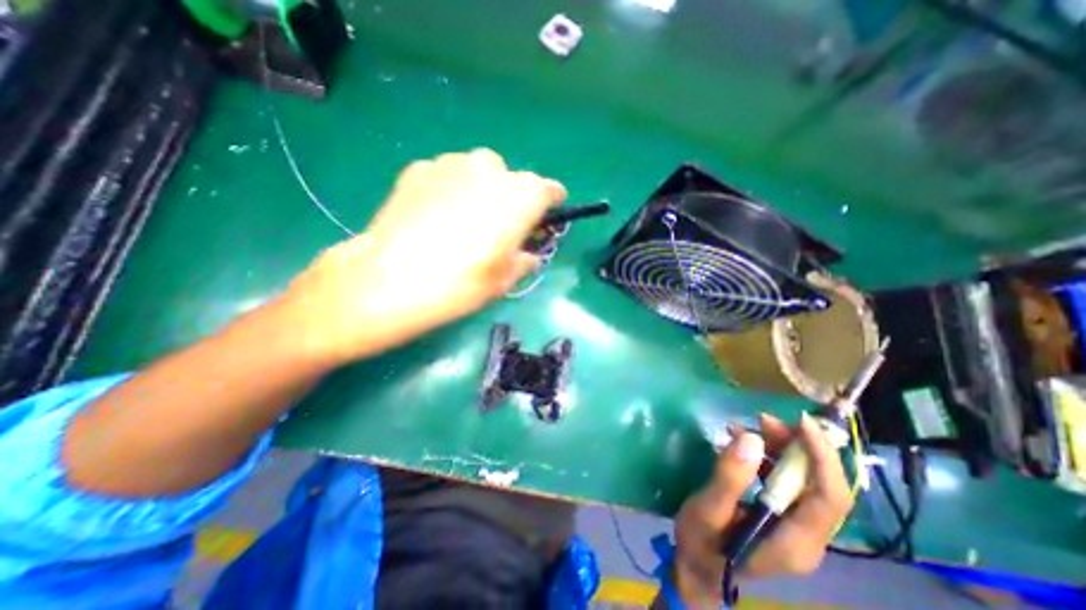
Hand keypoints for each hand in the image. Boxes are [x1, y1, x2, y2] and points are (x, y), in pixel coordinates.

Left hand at [278, 150, 564, 364]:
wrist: (391, 280)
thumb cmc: (460, 284)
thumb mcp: (504, 280)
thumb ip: (524, 260)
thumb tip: (526, 253)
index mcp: (520, 197)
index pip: (549, 190)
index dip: (550, 202)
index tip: (547, 214)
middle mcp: (491, 171)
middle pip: (513, 179)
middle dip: (513, 199)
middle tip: (499, 226)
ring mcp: (452, 164)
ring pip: (480, 172)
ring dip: (482, 190)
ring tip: (464, 220)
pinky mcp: (419, 168)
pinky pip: (448, 175)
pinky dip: (451, 189)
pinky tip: (435, 215)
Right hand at [670, 412, 856, 606]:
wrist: (696, 568)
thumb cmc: (700, 542)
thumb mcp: (708, 509)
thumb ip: (729, 477)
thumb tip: (751, 439)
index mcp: (796, 540)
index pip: (830, 496)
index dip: (822, 456)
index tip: (801, 422)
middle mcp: (807, 536)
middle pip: (820, 484)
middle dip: (797, 446)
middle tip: (762, 419)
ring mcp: (796, 527)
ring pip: (803, 480)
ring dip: (780, 448)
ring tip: (746, 426)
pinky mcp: (781, 517)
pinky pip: (785, 481)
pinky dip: (768, 457)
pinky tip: (741, 443)